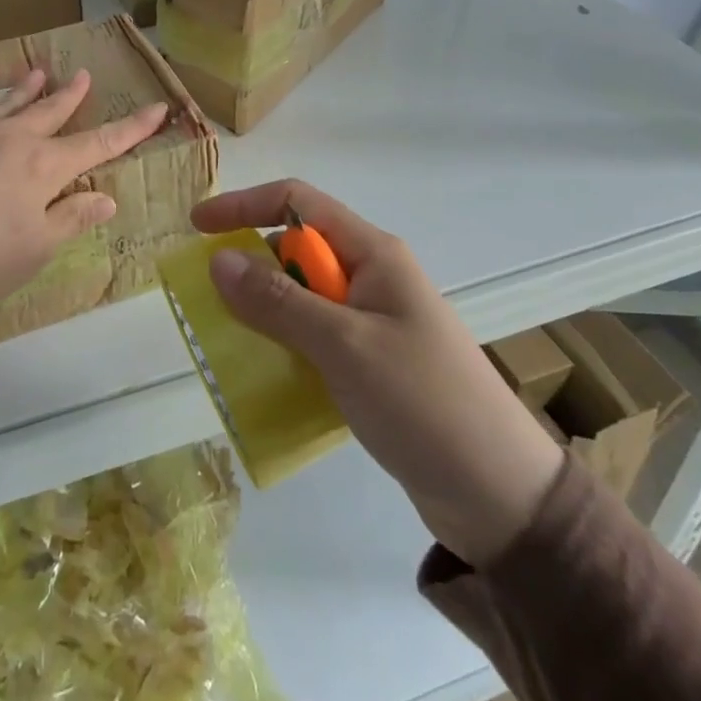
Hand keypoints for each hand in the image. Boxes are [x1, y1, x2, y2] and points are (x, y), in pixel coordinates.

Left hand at [0, 67, 167, 329]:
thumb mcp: (35, 250)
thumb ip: (72, 218)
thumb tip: (106, 196)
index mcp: (43, 168)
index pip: (99, 144)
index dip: (131, 128)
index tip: (157, 108)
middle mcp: (12, 139)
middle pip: (50, 112)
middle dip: (71, 96)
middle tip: (83, 75)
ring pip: (7, 103)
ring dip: (26, 88)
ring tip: (39, 72)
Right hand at [192, 179, 563, 565]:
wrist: (501, 497)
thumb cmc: (423, 402)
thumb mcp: (343, 345)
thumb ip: (278, 301)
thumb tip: (218, 259)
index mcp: (373, 253)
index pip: (298, 202)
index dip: (245, 205)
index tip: (199, 228)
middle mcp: (372, 276)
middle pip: (297, 249)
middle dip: (252, 264)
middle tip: (211, 299)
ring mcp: (374, 320)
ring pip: (304, 296)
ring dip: (267, 310)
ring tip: (230, 341)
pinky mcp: (374, 362)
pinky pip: (316, 336)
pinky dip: (287, 345)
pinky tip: (268, 375)